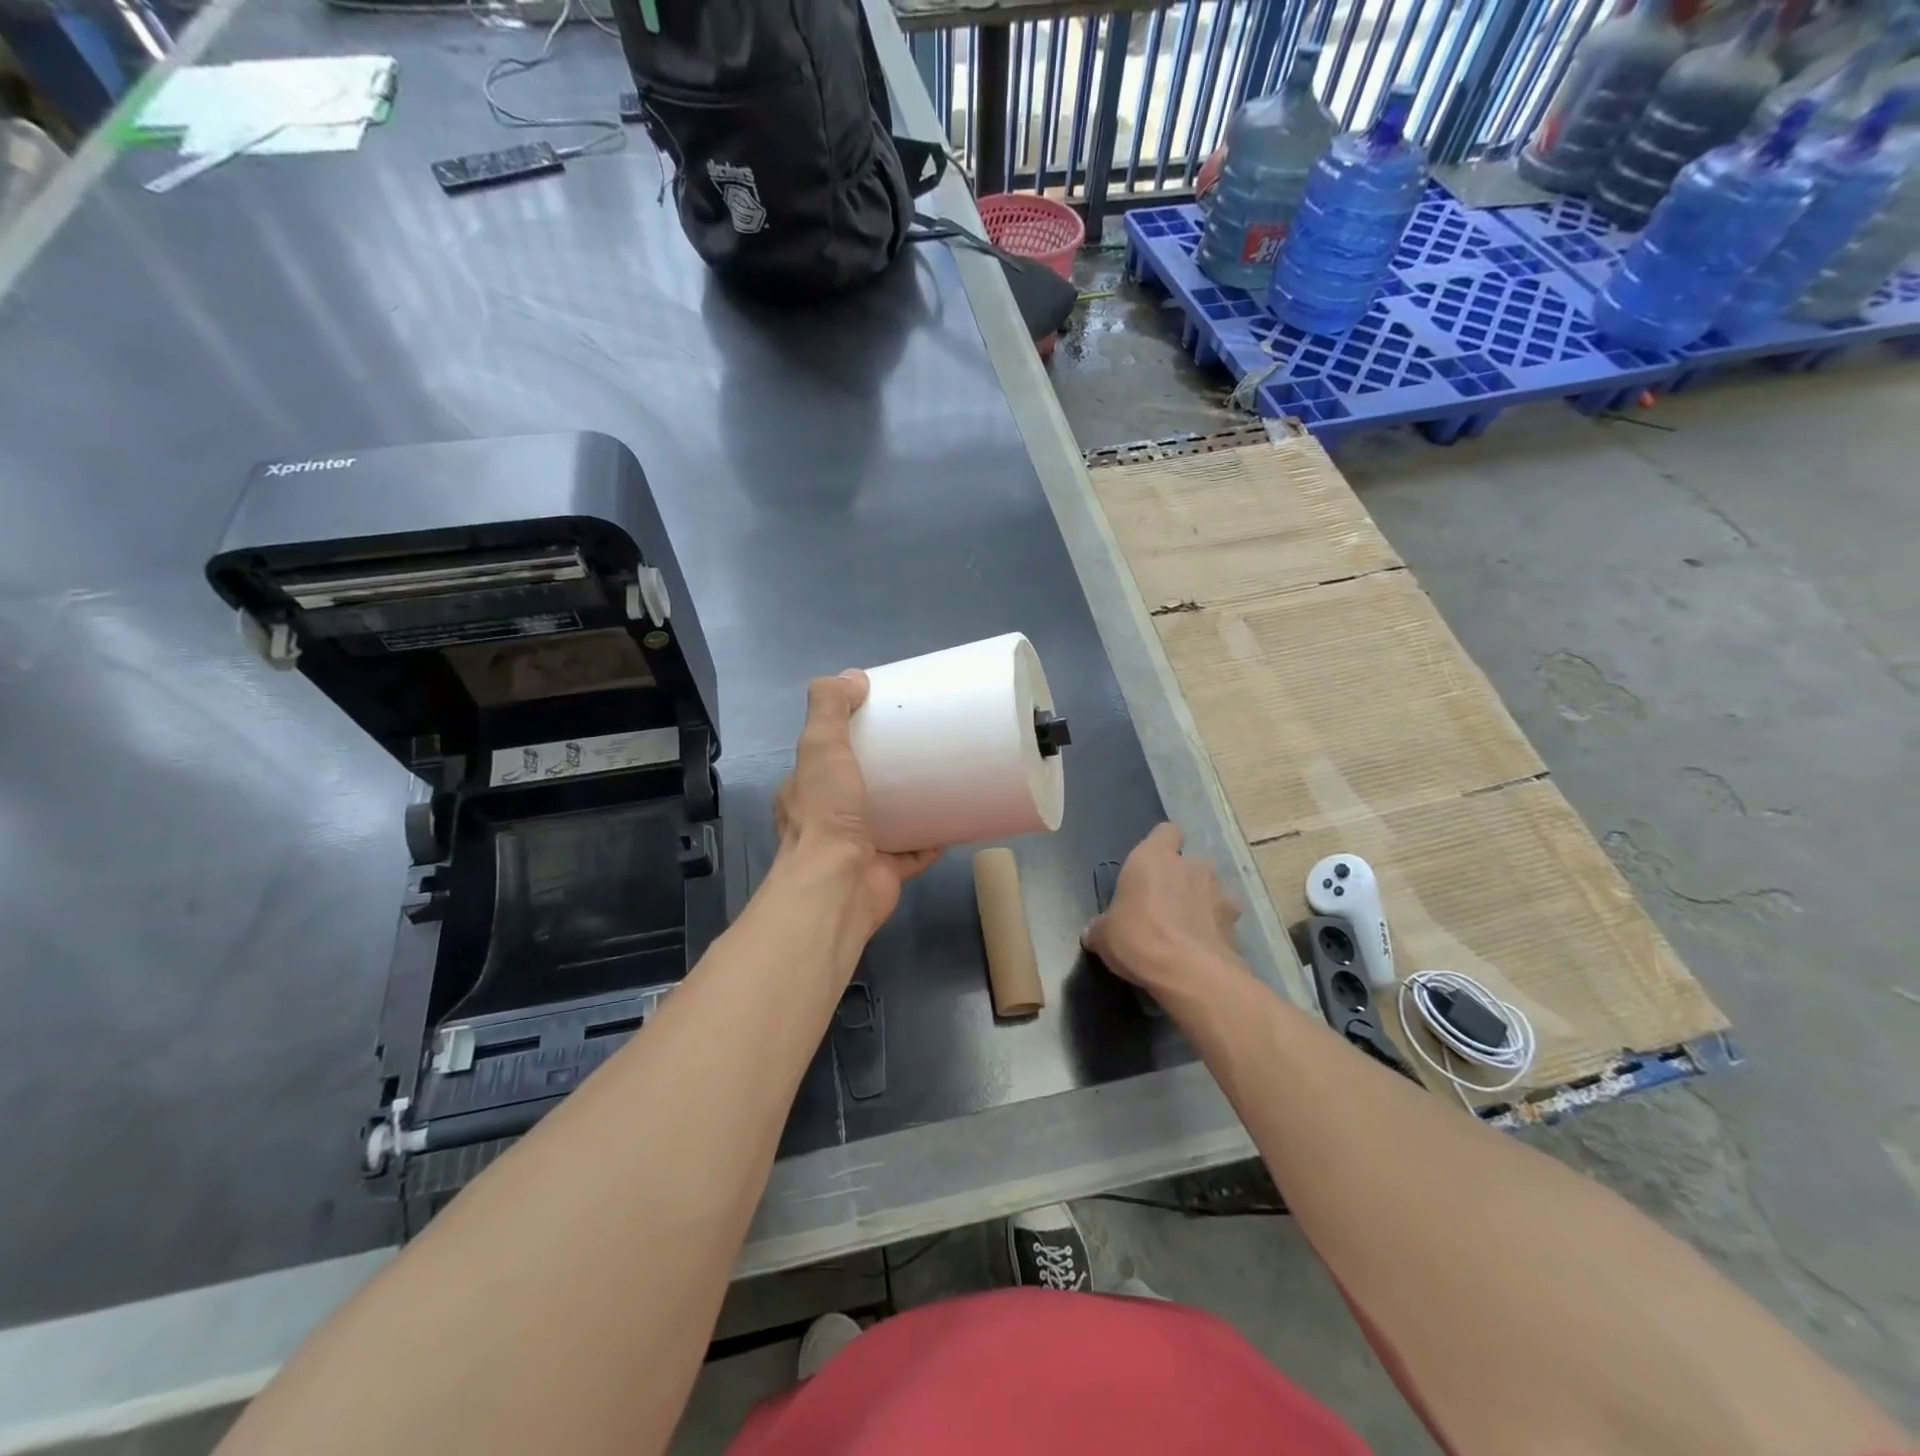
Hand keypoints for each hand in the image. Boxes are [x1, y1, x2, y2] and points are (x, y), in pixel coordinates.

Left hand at [774, 671, 939, 939]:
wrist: (838, 888)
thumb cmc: (826, 815)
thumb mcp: (820, 746)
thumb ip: (830, 707)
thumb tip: (854, 677)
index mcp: (806, 792)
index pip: (826, 757)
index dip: (851, 737)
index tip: (885, 720)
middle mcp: (827, 822)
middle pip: (861, 788)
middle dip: (888, 771)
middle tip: (922, 747)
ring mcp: (857, 849)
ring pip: (889, 820)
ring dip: (913, 804)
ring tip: (944, 778)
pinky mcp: (886, 872)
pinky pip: (915, 851)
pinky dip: (933, 837)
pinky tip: (956, 820)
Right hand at [1084, 823, 1242, 999]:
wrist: (1188, 973)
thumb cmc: (1137, 938)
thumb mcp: (1104, 935)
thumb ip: (1101, 927)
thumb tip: (1093, 932)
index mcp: (1153, 857)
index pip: (1166, 832)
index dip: (1162, 845)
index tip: (1152, 865)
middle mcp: (1190, 864)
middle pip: (1189, 862)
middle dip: (1181, 880)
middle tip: (1164, 906)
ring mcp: (1219, 891)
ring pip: (1210, 889)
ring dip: (1201, 902)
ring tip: (1186, 929)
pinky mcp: (1236, 921)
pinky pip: (1224, 917)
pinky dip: (1215, 928)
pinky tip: (1203, 947)